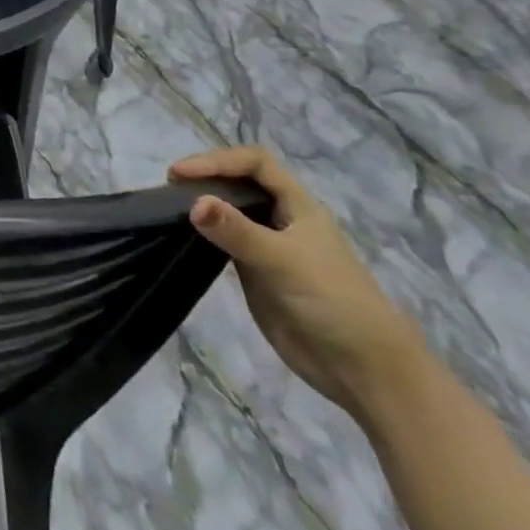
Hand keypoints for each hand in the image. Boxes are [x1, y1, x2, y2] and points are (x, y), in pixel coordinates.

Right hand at [169, 145, 425, 418]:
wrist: (363, 369)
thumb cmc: (332, 302)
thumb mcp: (283, 261)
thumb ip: (237, 231)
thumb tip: (192, 202)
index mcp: (297, 205)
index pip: (254, 163)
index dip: (217, 160)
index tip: (180, 174)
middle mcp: (281, 219)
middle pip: (239, 182)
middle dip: (205, 177)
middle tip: (168, 188)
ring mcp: (267, 246)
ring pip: (229, 212)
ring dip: (201, 204)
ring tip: (166, 207)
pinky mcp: (255, 273)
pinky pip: (224, 242)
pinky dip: (203, 233)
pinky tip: (183, 236)